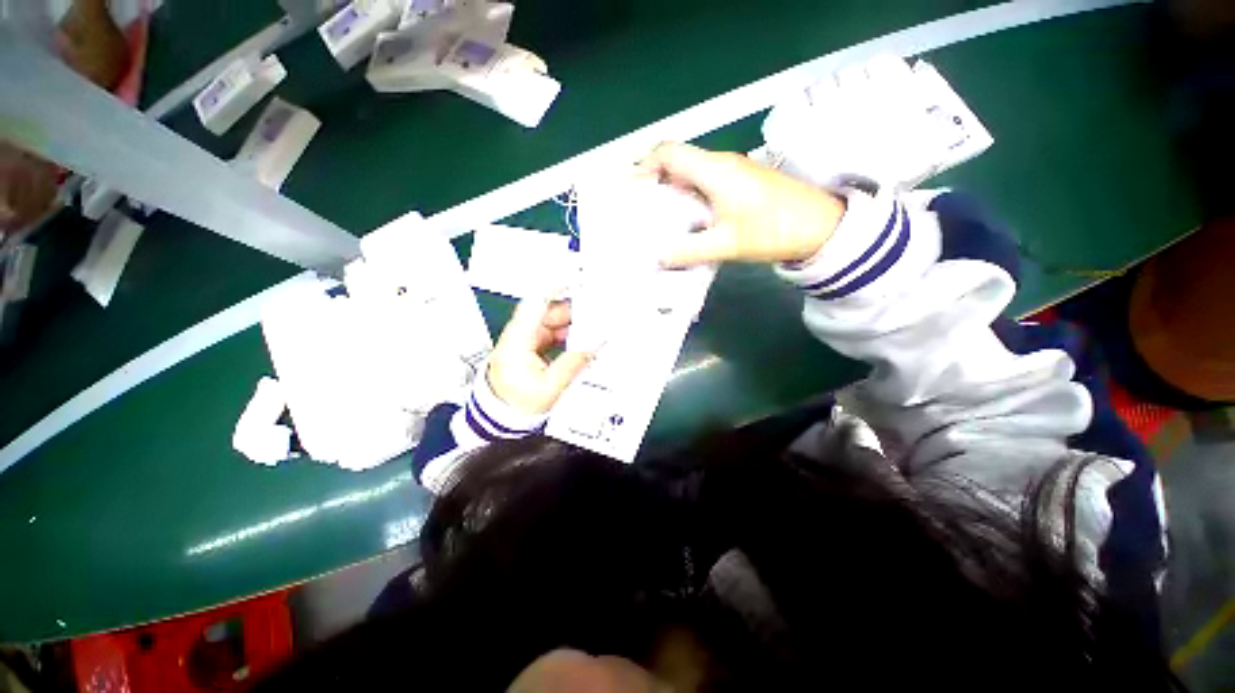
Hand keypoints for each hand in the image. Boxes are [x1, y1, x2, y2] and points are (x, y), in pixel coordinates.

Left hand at [487, 298, 593, 414]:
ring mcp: (524, 342)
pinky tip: (579, 341)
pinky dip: (566, 335)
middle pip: (546, 313)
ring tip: (592, 328)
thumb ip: (573, 363)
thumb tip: (593, 344)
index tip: (573, 280)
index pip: (534, 305)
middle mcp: (518, 336)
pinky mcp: (529, 349)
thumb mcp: (549, 387)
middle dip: (571, 311)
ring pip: (550, 323)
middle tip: (595, 312)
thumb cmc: (517, 403)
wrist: (499, 418)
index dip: (554, 289)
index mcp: (517, 341)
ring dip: (570, 324)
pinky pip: (551, 334)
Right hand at [641, 142, 846, 266]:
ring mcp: (733, 173)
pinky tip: (687, 221)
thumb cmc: (773, 230)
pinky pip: (705, 184)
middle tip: (640, 209)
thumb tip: (657, 257)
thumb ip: (688, 251)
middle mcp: (721, 164)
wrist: (821, 226)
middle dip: (654, 181)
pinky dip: (689, 198)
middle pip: (678, 161)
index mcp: (714, 171)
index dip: (645, 165)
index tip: (631, 189)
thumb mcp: (727, 245)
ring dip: (672, 192)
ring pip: (692, 173)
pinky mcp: (741, 184)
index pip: (669, 152)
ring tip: (658, 219)